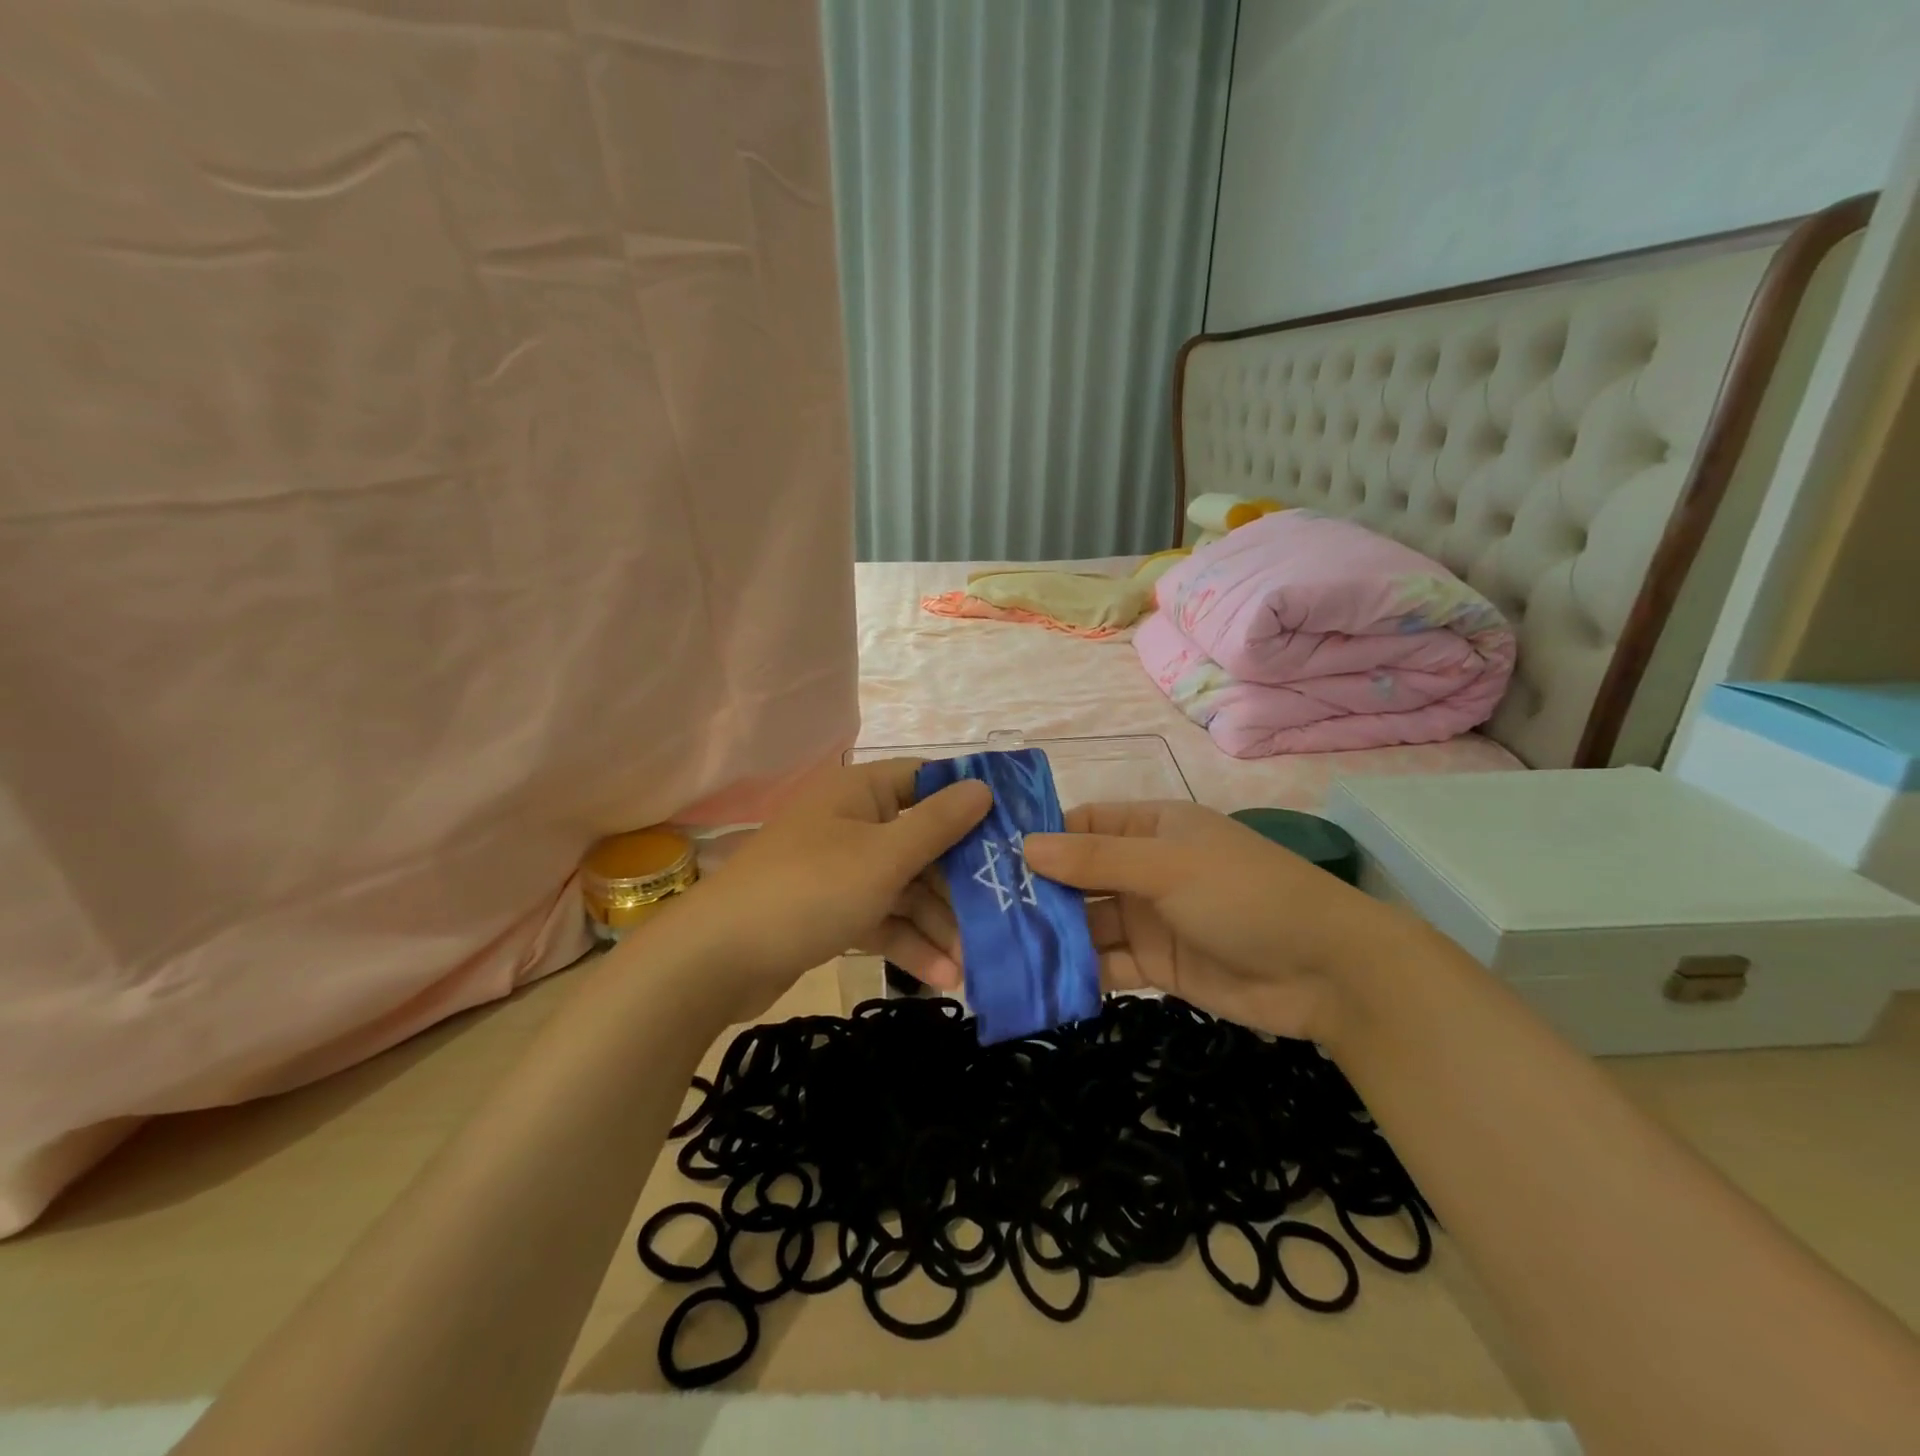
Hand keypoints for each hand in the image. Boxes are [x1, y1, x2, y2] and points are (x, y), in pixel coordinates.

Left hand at [677, 758, 989, 1016]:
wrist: (717, 960)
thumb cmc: (809, 890)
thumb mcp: (883, 857)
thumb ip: (938, 824)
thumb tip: (984, 787)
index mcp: (860, 792)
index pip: (926, 782)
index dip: (970, 804)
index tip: (1013, 833)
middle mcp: (852, 823)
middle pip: (922, 843)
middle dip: (959, 884)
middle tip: (1004, 913)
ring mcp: (841, 869)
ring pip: (905, 887)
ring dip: (938, 924)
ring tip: (974, 963)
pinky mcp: (832, 910)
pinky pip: (882, 917)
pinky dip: (908, 942)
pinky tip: (943, 977)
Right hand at [1023, 800, 1414, 1043]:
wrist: (1327, 972)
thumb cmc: (1245, 895)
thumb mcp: (1168, 867)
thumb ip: (1097, 860)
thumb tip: (1026, 847)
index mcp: (1150, 828)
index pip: (1081, 825)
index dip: (1038, 838)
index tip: (986, 859)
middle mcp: (1144, 869)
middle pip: (1077, 877)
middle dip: (1035, 893)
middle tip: (977, 913)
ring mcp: (1148, 918)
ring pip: (1087, 923)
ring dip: (1051, 936)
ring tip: (996, 952)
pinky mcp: (1156, 965)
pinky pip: (1106, 964)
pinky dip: (1078, 973)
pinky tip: (1040, 983)